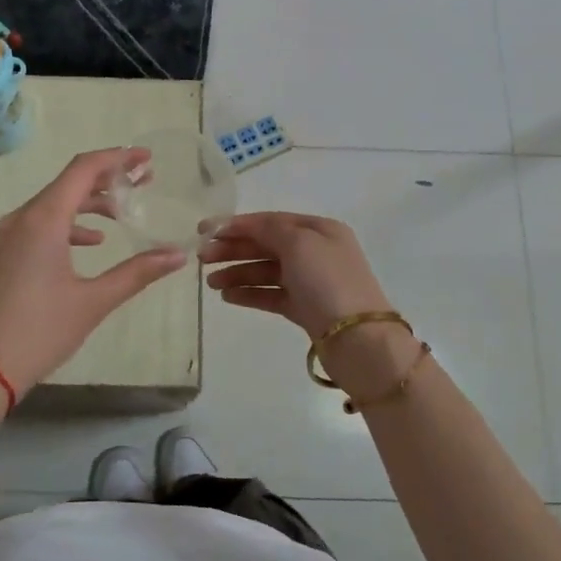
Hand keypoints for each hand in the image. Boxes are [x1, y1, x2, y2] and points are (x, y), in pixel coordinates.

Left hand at [0, 149, 188, 399]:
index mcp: (43, 220)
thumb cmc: (40, 331)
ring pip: (54, 204)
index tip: (146, 158)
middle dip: (109, 179)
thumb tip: (178, 255)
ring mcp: (8, 236)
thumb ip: (138, 272)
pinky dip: (69, 224)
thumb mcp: (94, 301)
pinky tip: (93, 242)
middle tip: (145, 182)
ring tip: (124, 212)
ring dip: (90, 203)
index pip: (83, 169)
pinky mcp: (4, 254)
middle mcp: (22, 218)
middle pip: (69, 183)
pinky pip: (40, 224)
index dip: (117, 158)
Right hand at [201, 212, 393, 338]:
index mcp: (319, 230)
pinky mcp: (305, 309)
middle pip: (266, 245)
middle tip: (202, 259)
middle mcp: (316, 252)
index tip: (205, 231)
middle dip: (233, 249)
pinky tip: (227, 296)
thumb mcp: (299, 243)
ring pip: (266, 271)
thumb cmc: (328, 282)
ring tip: (211, 283)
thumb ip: (269, 229)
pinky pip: (271, 294)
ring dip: (237, 273)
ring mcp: (310, 282)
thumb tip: (249, 226)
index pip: (271, 221)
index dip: (237, 224)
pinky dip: (249, 293)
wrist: (358, 339)